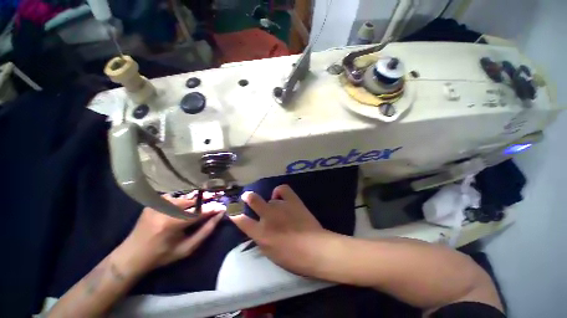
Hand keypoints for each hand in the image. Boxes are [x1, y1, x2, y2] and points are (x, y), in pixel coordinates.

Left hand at [116, 191, 225, 273]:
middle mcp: (164, 210)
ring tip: (207, 197)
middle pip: (192, 201)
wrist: (131, 255)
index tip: (223, 206)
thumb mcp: (186, 249)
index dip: (212, 208)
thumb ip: (205, 231)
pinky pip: (174, 198)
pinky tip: (188, 203)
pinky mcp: (153, 203)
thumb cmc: (161, 256)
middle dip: (206, 200)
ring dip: (196, 199)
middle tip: (217, 197)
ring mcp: (157, 205)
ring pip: (184, 198)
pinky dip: (183, 200)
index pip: (199, 212)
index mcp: (171, 224)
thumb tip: (219, 216)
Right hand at [230, 185, 337, 275]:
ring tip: (277, 209)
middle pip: (253, 199)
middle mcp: (268, 216)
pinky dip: (279, 191)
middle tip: (246, 195)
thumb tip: (256, 228)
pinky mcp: (292, 201)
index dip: (235, 215)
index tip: (234, 212)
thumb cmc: (292, 257)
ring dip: (271, 203)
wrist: (315, 249)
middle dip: (247, 196)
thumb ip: (260, 238)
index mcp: (260, 233)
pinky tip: (280, 196)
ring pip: (270, 199)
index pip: (241, 220)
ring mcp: (280, 206)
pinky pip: (283, 189)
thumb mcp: (269, 253)